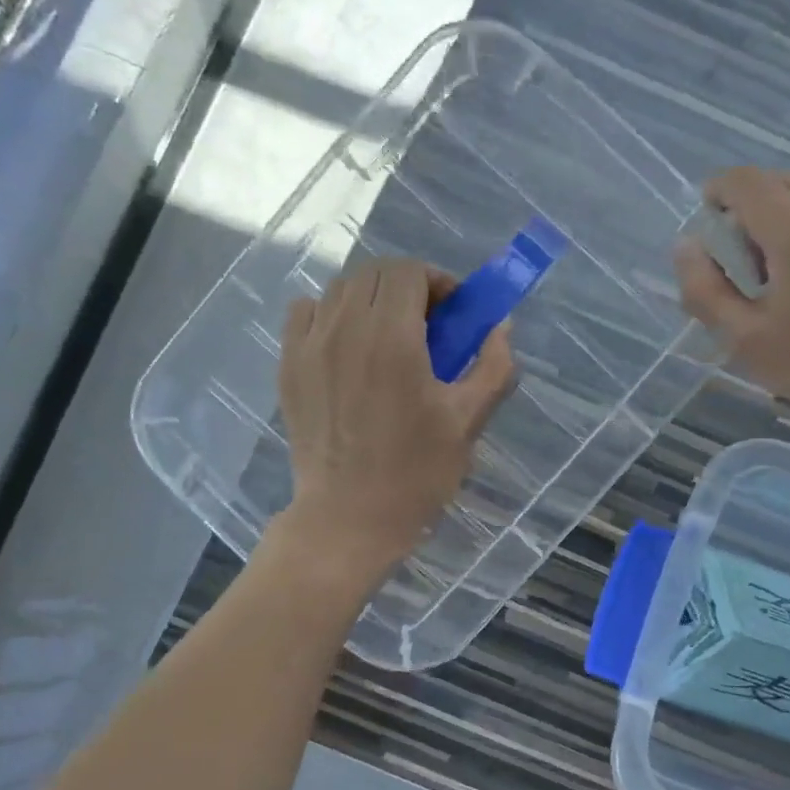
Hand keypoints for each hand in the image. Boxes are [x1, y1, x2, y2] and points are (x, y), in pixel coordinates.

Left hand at [276, 257, 515, 580]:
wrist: (348, 518)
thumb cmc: (416, 473)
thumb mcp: (468, 421)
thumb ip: (492, 367)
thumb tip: (501, 326)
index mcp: (392, 337)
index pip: (409, 271)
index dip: (438, 282)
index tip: (454, 313)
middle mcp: (345, 327)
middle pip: (375, 272)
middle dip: (408, 287)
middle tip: (428, 326)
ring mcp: (309, 344)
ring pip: (341, 289)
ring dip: (372, 298)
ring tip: (390, 337)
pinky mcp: (288, 365)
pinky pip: (307, 312)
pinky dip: (332, 313)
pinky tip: (348, 346)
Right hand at [674, 167, 789, 437]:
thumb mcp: (747, 340)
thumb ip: (705, 290)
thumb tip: (686, 246)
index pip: (740, 180)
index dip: (714, 196)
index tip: (709, 234)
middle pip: (772, 182)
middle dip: (746, 214)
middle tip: (745, 269)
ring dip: (780, 219)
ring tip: (783, 275)